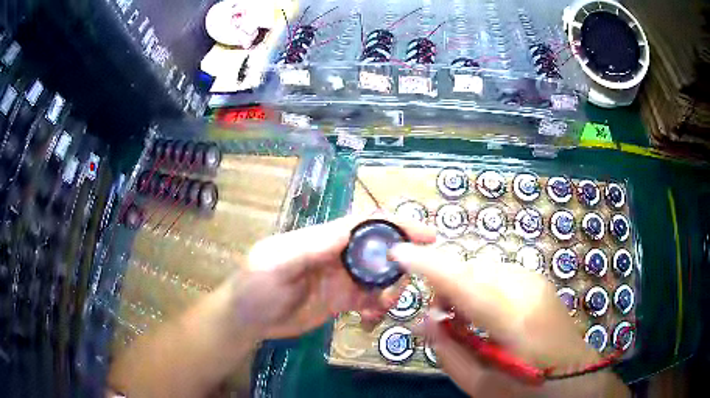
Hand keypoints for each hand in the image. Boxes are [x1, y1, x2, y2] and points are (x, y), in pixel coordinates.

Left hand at [228, 215, 435, 340]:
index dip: (396, 225)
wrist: (247, 319)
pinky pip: (370, 300)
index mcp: (323, 239)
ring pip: (379, 278)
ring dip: (389, 291)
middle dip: (399, 265)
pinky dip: (377, 308)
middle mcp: (337, 255)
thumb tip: (346, 232)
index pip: (365, 224)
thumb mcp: (273, 265)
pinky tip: (368, 321)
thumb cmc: (253, 287)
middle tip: (400, 289)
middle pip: (380, 250)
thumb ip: (306, 250)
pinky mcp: (340, 301)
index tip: (426, 235)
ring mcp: (341, 279)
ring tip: (380, 309)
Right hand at [390, 244, 628, 396]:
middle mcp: (525, 289)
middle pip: (471, 270)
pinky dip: (483, 288)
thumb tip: (424, 318)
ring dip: (466, 288)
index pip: (463, 283)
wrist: (575, 378)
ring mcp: (536, 281)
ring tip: (467, 321)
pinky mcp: (539, 282)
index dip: (428, 265)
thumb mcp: (480, 383)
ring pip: (484, 270)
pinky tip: (489, 316)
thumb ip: (448, 349)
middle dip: (447, 285)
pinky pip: (499, 275)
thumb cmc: (526, 389)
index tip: (397, 253)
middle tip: (442, 319)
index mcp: (512, 319)